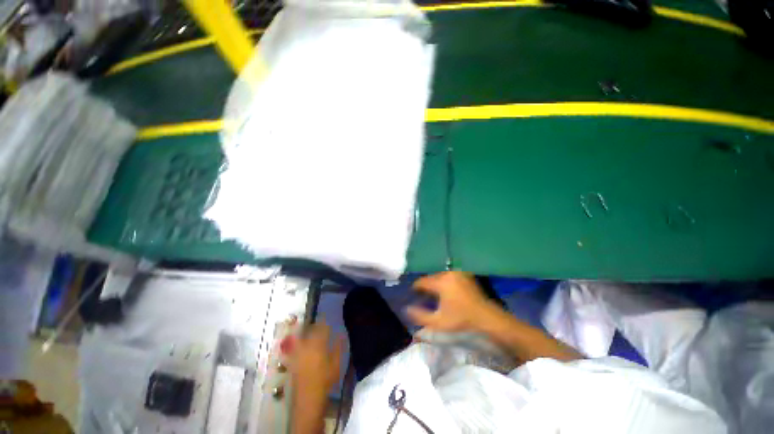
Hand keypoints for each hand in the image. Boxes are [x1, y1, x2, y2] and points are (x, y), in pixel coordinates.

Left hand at [288, 322, 343, 398]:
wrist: (308, 399)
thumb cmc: (325, 380)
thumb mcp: (336, 364)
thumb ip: (338, 347)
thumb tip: (340, 335)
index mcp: (318, 345)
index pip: (321, 328)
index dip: (323, 322)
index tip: (327, 318)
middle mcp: (306, 346)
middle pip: (309, 331)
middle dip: (314, 325)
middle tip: (318, 323)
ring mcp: (297, 354)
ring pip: (299, 337)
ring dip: (303, 331)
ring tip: (307, 328)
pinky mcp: (292, 362)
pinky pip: (293, 347)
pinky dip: (295, 342)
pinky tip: (298, 342)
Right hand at [406, 271, 501, 332]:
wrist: (486, 317)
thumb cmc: (461, 320)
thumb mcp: (439, 322)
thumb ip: (420, 316)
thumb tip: (406, 309)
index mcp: (441, 282)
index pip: (422, 281)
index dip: (416, 288)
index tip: (414, 294)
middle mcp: (448, 274)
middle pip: (431, 277)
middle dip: (427, 286)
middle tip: (425, 297)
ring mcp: (457, 273)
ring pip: (440, 276)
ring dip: (436, 283)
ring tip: (436, 295)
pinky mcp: (464, 275)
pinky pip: (449, 276)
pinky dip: (445, 282)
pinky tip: (447, 292)